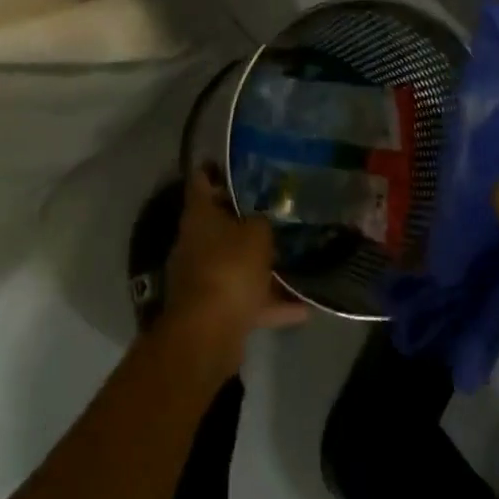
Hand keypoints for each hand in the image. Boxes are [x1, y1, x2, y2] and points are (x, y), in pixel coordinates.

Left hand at [160, 169, 308, 371]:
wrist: (207, 335)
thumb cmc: (229, 268)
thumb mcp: (257, 233)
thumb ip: (263, 221)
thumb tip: (265, 218)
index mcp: (199, 214)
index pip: (201, 179)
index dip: (217, 169)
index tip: (240, 164)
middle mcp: (196, 242)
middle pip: (220, 222)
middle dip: (247, 219)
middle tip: (277, 210)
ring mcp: (203, 278)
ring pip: (235, 264)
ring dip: (261, 266)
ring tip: (295, 260)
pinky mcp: (214, 311)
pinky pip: (246, 300)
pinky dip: (270, 303)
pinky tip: (303, 307)